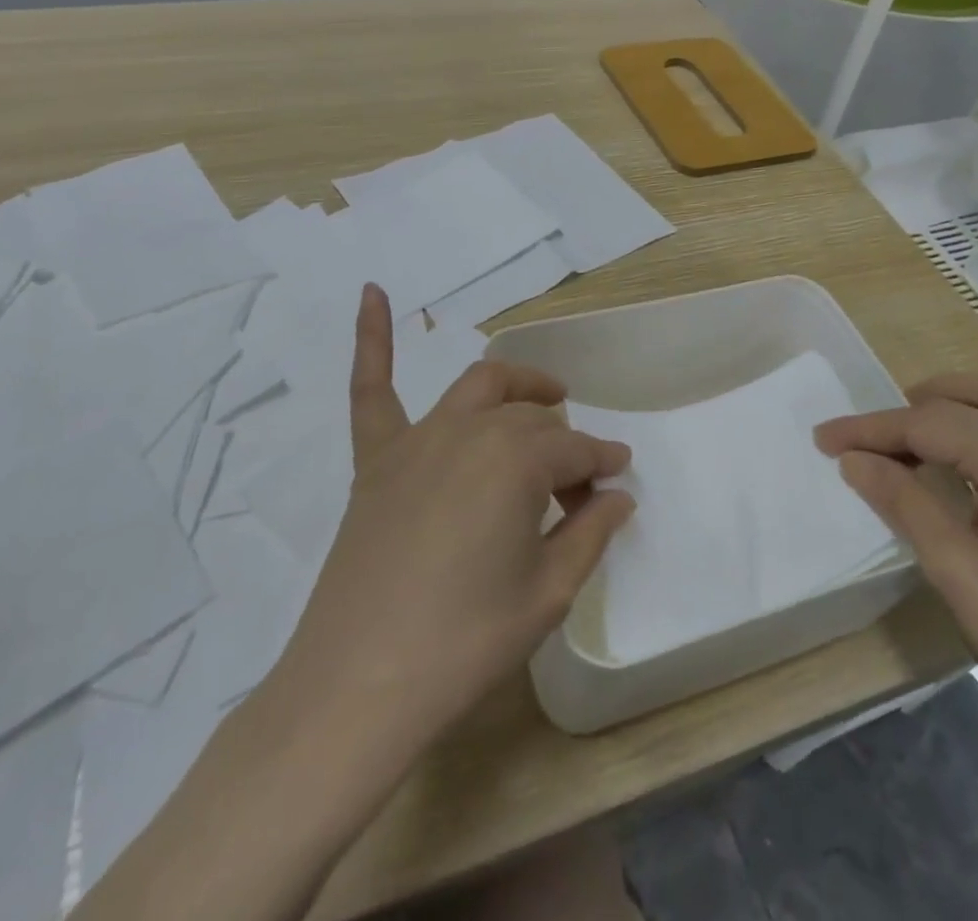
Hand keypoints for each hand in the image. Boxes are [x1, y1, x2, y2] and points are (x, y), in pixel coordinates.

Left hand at [279, 284, 635, 746]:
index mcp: (517, 461)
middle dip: (564, 441)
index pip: (575, 449)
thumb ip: (590, 534)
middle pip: (531, 420)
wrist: (359, 685)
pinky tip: (373, 292)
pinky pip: (371, 387)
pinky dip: (373, 337)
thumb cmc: (465, 643)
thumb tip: (617, 494)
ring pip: (478, 388)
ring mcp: (417, 439)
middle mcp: (470, 431)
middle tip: (577, 481)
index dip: (601, 462)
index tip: (618, 476)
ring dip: (516, 387)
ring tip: (543, 396)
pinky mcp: (376, 458)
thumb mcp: (548, 593)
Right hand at [814, 369, 977, 743]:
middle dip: (916, 408)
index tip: (823, 439)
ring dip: (977, 396)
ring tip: (935, 405)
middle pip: (973, 401)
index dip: (869, 431)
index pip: (925, 427)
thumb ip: (903, 501)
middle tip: (874, 438)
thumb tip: (854, 459)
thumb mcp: (953, 566)